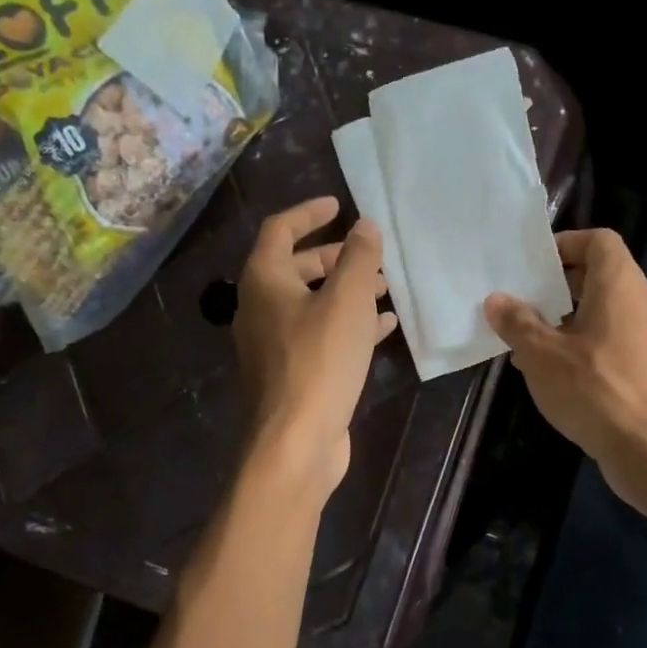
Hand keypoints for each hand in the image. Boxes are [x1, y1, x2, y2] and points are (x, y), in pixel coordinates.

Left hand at [235, 196, 396, 493]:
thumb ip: (359, 258)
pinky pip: (320, 335)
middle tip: (371, 255)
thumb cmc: (320, 361)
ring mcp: (274, 344)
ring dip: (346, 291)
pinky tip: (382, 328)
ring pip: (312, 303)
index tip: (339, 205)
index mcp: (264, 280)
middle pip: (296, 267)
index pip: (280, 229)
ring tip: (385, 289)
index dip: (309, 212)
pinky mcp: (292, 373)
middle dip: (335, 257)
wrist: (295, 442)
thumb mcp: (346, 301)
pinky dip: (348, 324)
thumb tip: (365, 226)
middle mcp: (261, 308)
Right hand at [484, 228, 646, 505]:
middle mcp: (646, 303)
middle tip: (524, 305)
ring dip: (570, 322)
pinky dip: (588, 347)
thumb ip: (518, 323)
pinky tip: (558, 375)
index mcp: (622, 285)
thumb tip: (498, 300)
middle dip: (560, 288)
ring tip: (531, 344)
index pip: (599, 241)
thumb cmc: (596, 389)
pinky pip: (617, 342)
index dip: (566, 244)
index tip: (534, 266)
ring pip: (608, 313)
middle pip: (602, 277)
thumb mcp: (542, 355)